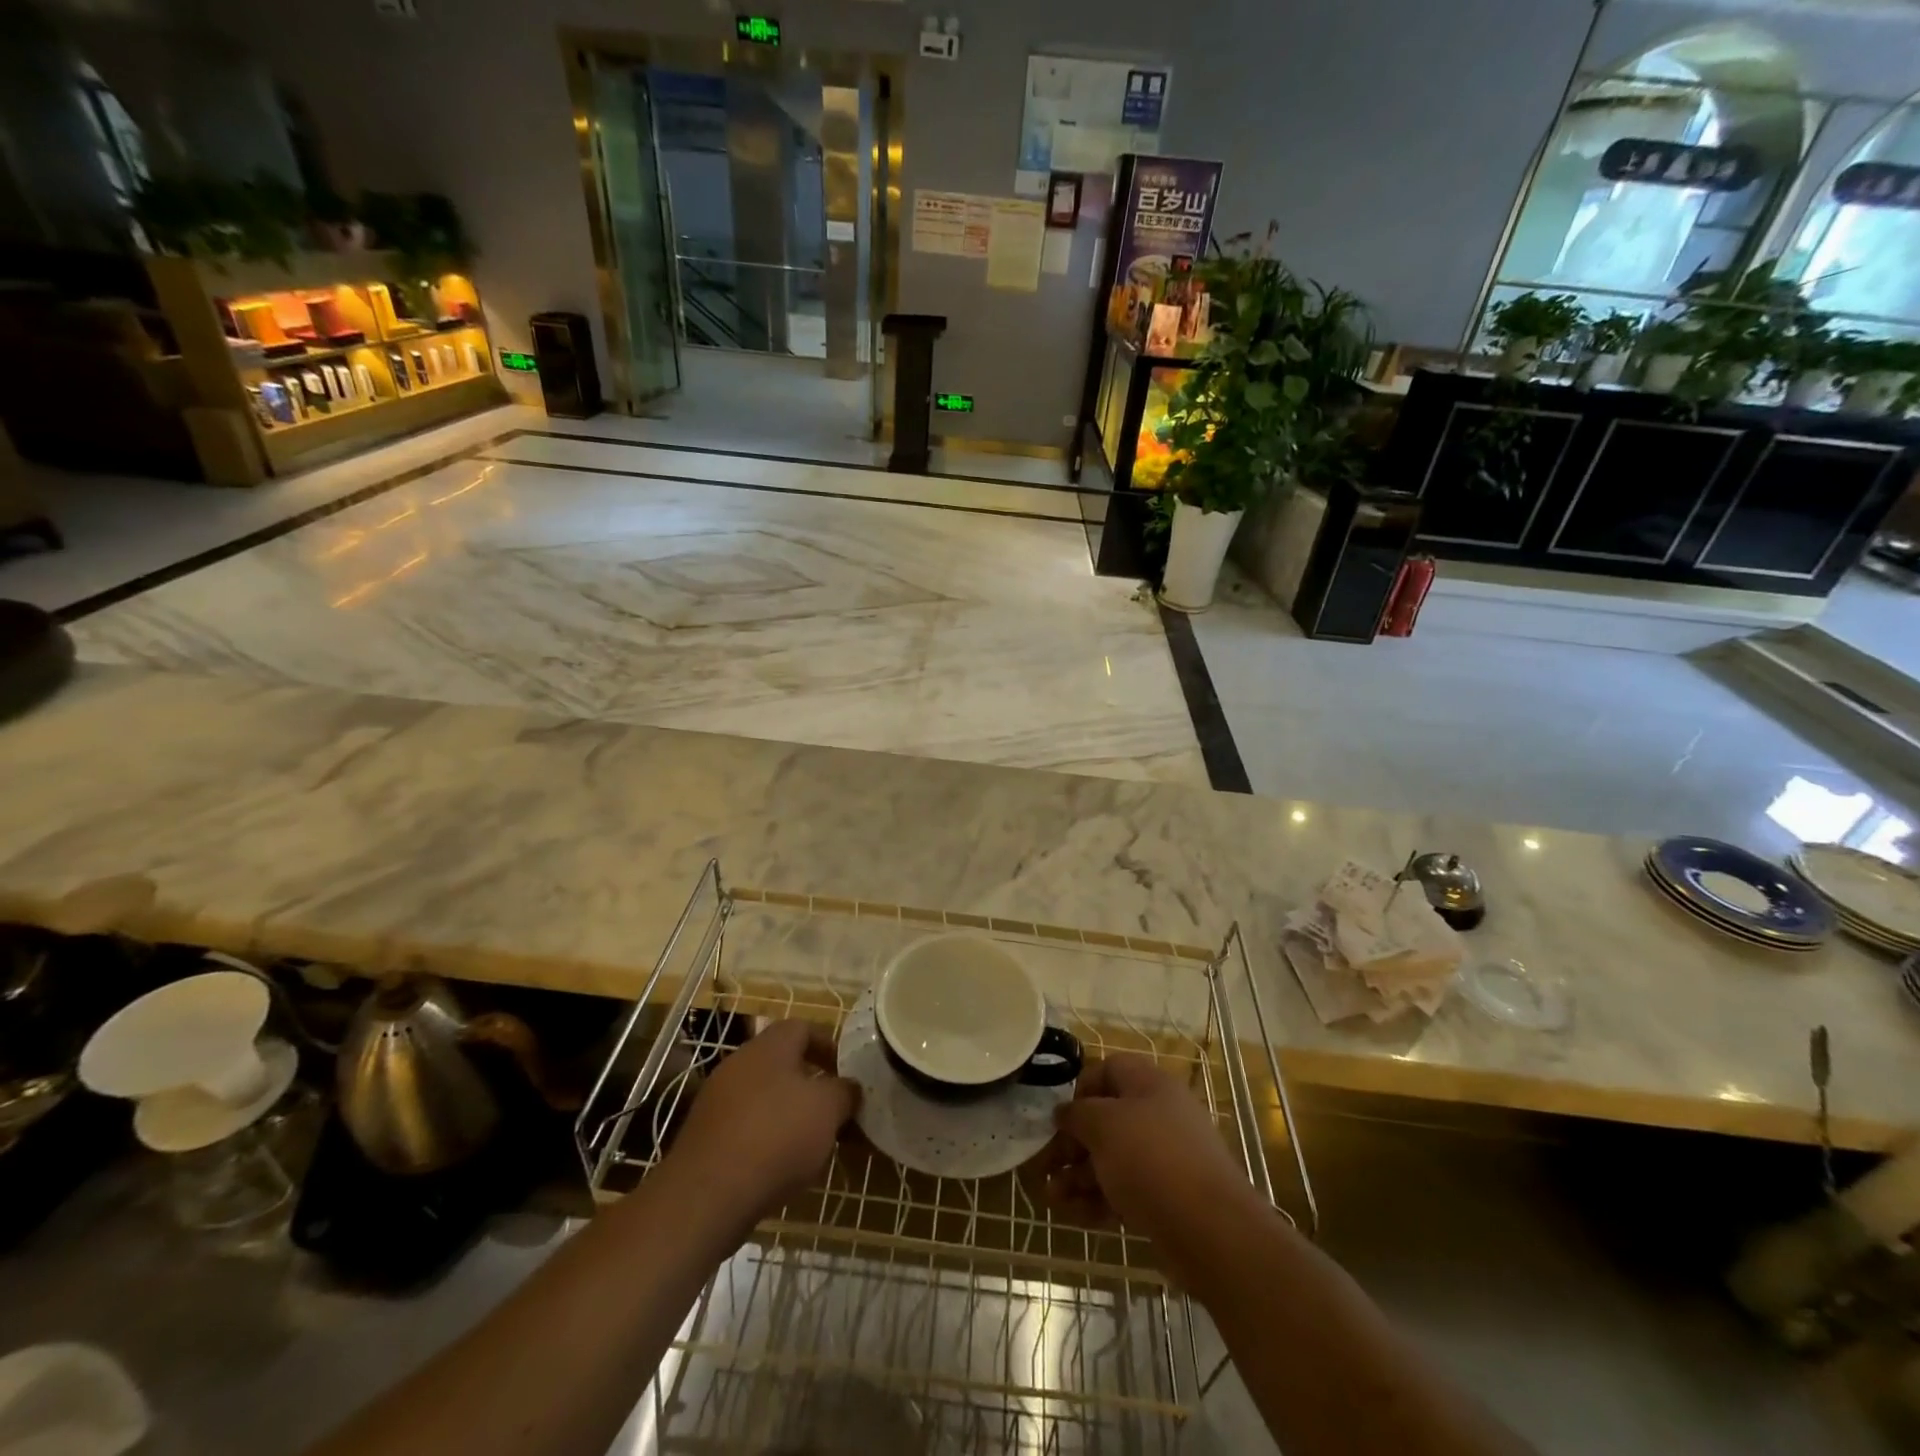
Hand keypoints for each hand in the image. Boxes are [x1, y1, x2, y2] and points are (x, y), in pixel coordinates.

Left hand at [666, 1019, 857, 1225]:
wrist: (706, 1196)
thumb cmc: (777, 1136)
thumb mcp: (828, 1109)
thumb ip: (845, 1092)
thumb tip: (849, 1088)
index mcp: (769, 1046)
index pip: (803, 1028)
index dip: (829, 1046)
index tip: (846, 1073)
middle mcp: (739, 1064)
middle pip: (782, 1064)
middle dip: (811, 1085)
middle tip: (833, 1112)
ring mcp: (716, 1100)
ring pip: (764, 1097)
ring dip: (789, 1115)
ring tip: (812, 1145)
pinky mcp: (704, 1137)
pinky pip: (745, 1127)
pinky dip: (766, 1140)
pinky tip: (780, 1168)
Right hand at [1038, 1053, 1264, 1244]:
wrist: (1212, 1231)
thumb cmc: (1151, 1159)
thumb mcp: (1104, 1125)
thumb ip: (1077, 1115)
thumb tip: (1064, 1113)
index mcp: (1149, 1085)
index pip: (1108, 1070)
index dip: (1080, 1090)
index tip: (1060, 1117)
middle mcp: (1159, 1116)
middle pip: (1106, 1120)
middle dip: (1072, 1143)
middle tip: (1045, 1166)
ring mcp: (1165, 1160)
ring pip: (1112, 1159)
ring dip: (1078, 1176)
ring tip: (1051, 1198)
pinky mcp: (1166, 1199)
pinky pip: (1124, 1191)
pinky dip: (1097, 1201)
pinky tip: (1072, 1216)